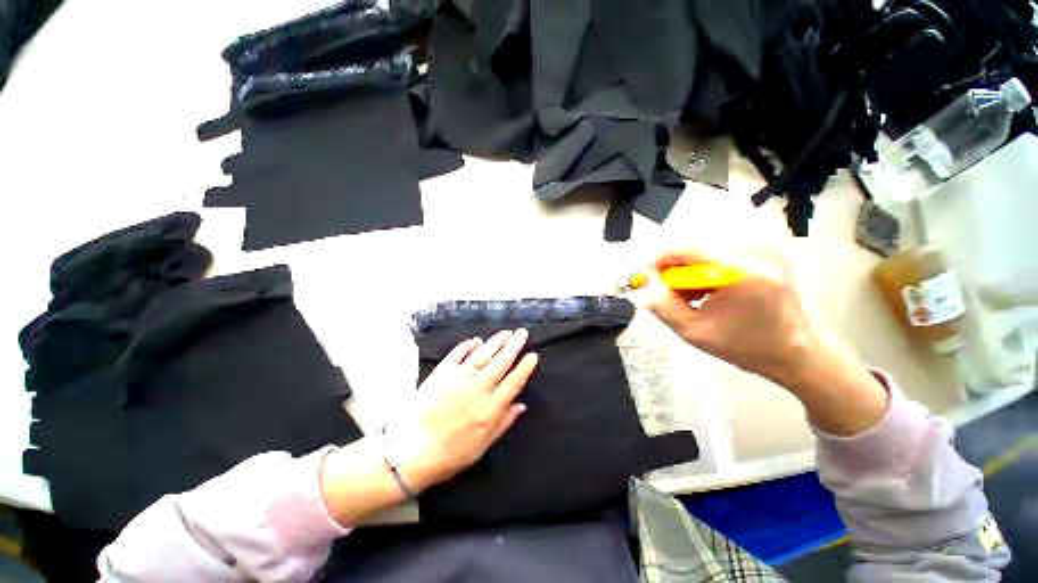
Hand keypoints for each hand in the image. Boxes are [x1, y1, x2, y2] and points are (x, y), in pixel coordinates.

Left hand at [389, 329, 538, 490]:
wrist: (410, 452)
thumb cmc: (449, 454)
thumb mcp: (481, 446)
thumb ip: (503, 423)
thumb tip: (521, 405)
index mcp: (489, 410)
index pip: (513, 383)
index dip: (524, 367)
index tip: (533, 355)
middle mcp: (477, 390)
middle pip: (500, 363)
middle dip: (514, 346)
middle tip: (522, 333)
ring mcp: (458, 379)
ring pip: (482, 355)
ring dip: (496, 341)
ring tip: (506, 332)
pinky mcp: (441, 374)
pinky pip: (457, 354)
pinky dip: (467, 345)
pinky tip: (476, 340)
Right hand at [646, 245, 888, 435]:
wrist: (795, 351)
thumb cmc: (745, 347)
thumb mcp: (693, 333)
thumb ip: (662, 306)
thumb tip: (647, 282)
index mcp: (743, 273)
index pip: (689, 248)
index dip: (661, 259)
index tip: (649, 276)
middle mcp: (758, 250)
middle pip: (697, 242)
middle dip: (675, 263)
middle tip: (669, 288)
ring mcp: (767, 246)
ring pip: (707, 243)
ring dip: (690, 264)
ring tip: (690, 292)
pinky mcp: (769, 248)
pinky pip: (723, 247)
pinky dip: (706, 264)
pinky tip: (707, 286)